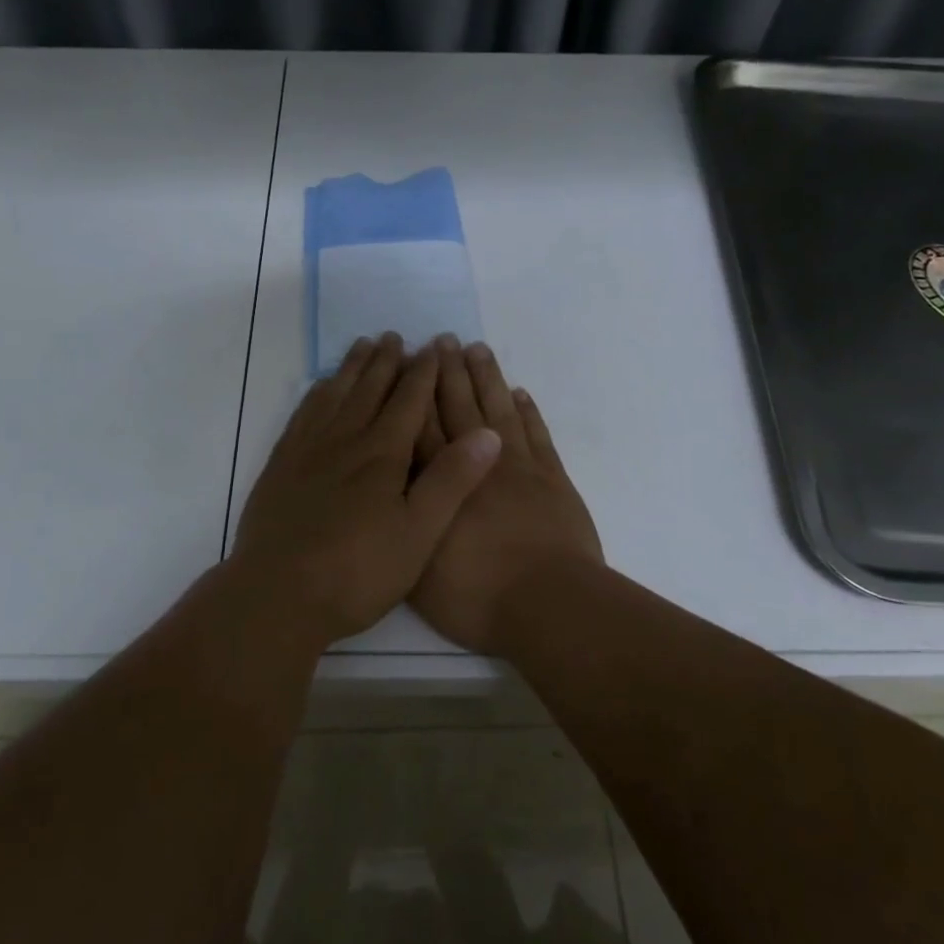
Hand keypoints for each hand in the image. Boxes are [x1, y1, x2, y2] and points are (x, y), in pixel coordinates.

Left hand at [232, 333, 503, 646]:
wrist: (278, 594)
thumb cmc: (358, 572)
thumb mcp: (419, 534)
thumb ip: (451, 481)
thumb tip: (488, 433)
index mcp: (382, 454)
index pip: (409, 400)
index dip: (424, 371)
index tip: (434, 345)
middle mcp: (345, 440)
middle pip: (369, 388)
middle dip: (386, 361)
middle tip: (394, 336)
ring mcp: (308, 450)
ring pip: (334, 394)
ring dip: (351, 367)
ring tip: (362, 345)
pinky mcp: (281, 465)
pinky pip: (303, 413)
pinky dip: (316, 392)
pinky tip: (320, 388)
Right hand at [411, 339, 601, 653]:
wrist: (548, 604)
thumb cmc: (476, 594)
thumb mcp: (419, 570)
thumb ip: (404, 524)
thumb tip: (390, 493)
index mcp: (443, 482)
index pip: (423, 426)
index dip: (416, 392)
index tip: (411, 361)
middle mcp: (478, 462)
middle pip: (460, 407)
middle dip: (448, 372)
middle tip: (442, 339)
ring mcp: (520, 467)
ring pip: (499, 410)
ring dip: (487, 378)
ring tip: (477, 349)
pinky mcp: (553, 478)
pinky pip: (538, 434)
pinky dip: (529, 411)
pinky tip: (520, 392)